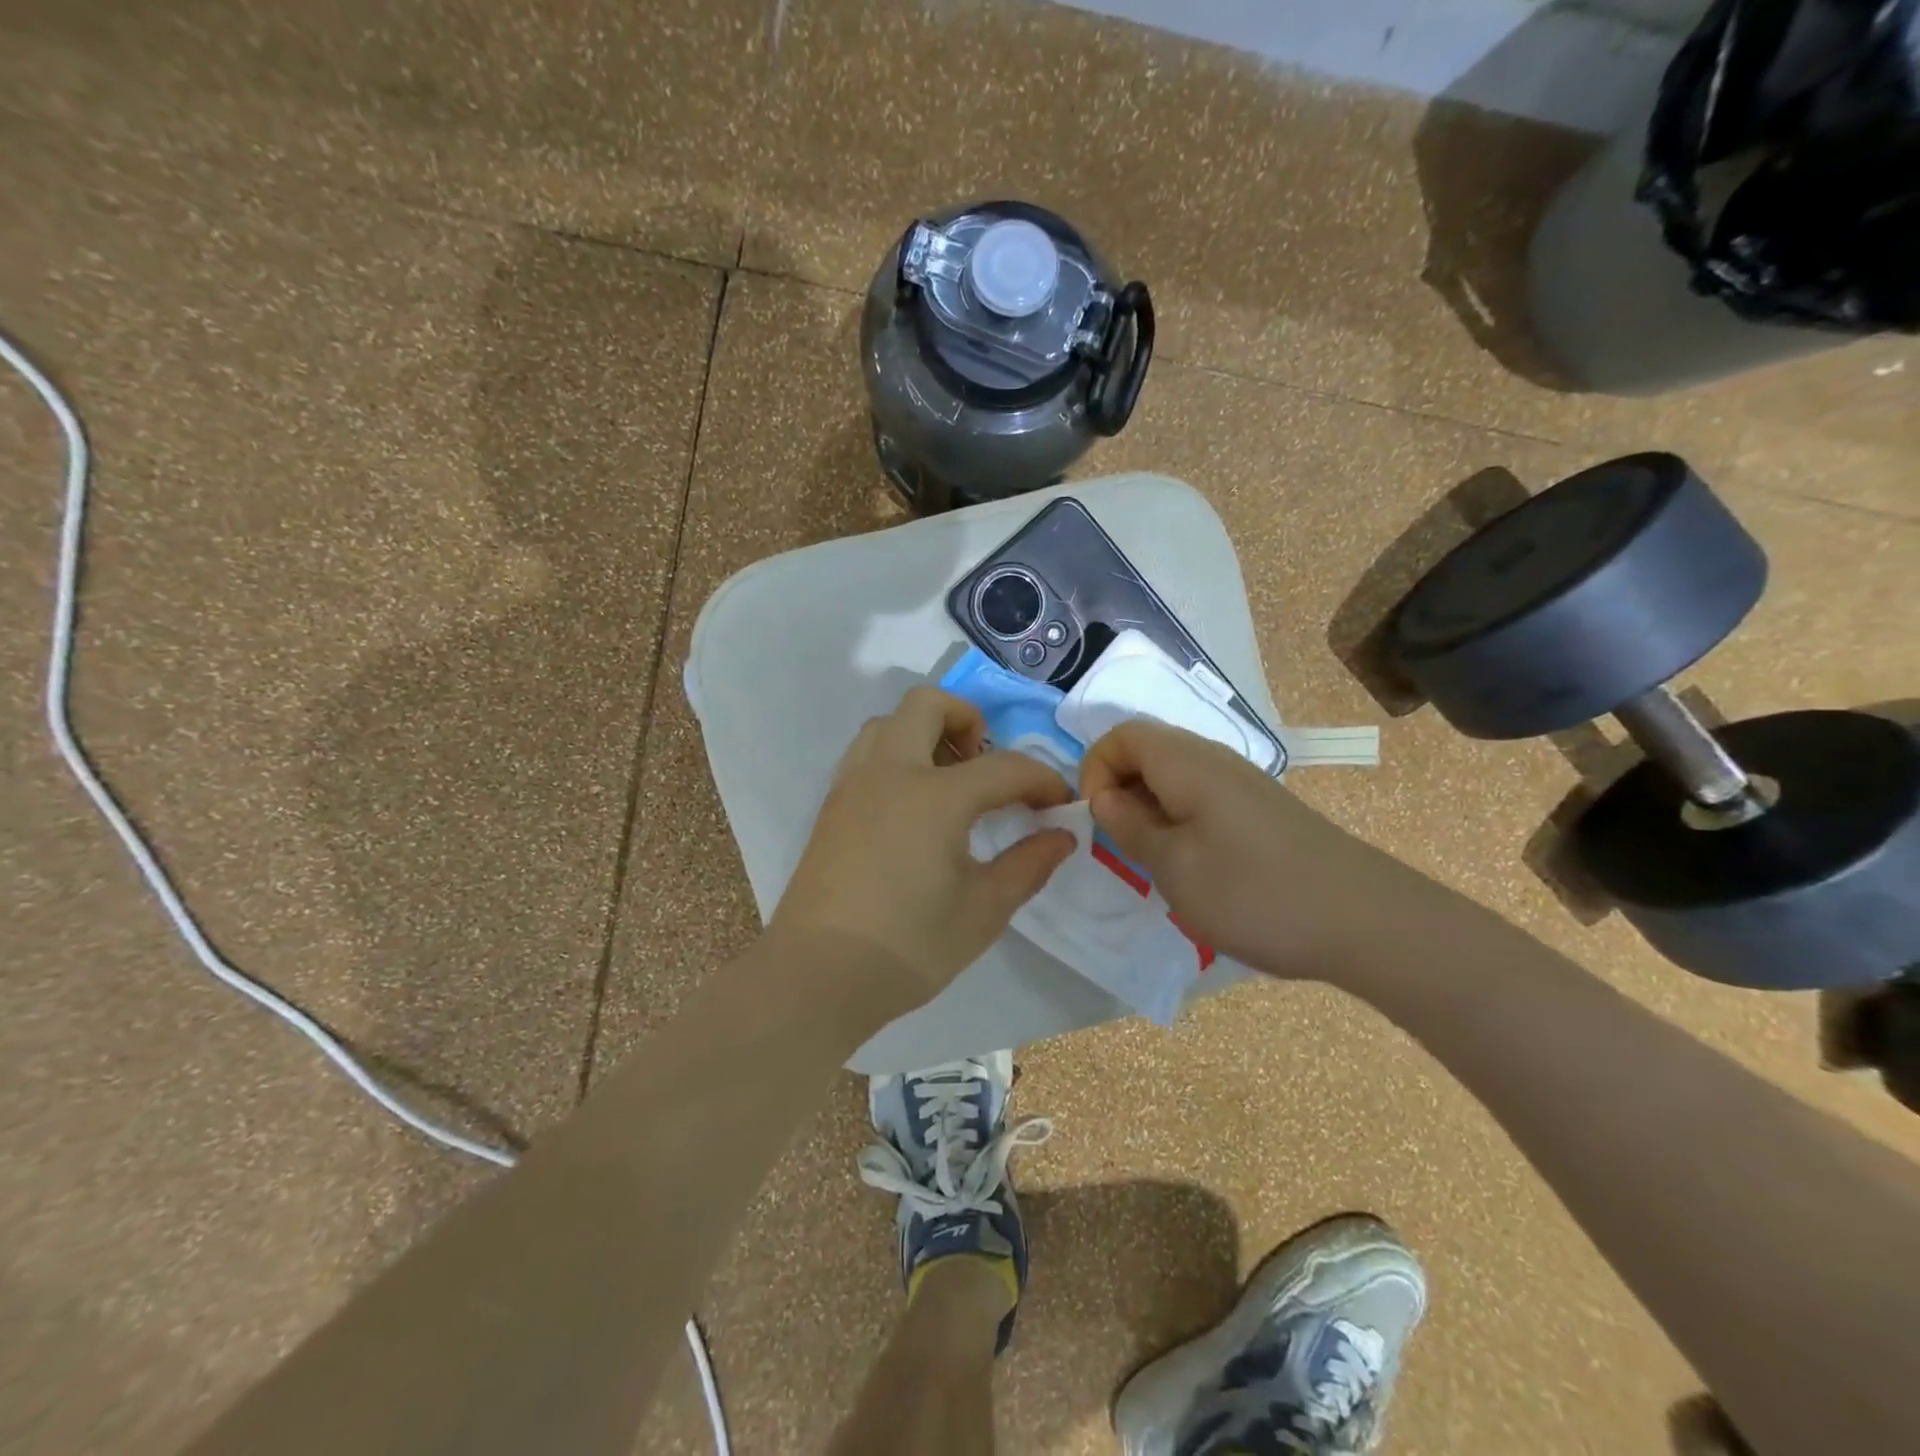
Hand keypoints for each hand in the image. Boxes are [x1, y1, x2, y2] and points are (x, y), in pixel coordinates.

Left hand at [771, 686, 1075, 1019]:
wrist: (816, 977)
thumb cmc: (908, 946)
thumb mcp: (983, 911)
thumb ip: (1028, 865)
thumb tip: (1062, 836)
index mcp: (934, 795)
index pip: (1004, 766)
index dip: (1041, 780)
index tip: (1059, 804)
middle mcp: (890, 772)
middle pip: (928, 706)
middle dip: (968, 720)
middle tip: (987, 765)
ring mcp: (852, 785)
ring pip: (888, 724)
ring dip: (925, 733)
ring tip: (949, 783)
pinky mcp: (831, 806)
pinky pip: (866, 754)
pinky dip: (896, 756)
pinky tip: (911, 807)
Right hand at [1078, 719, 1398, 978]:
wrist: (1365, 921)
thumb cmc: (1254, 892)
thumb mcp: (1173, 866)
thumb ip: (1128, 826)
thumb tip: (1103, 797)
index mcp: (1187, 762)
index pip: (1122, 734)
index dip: (1095, 768)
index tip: (1097, 818)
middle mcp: (1214, 759)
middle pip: (1147, 751)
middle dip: (1119, 790)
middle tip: (1121, 844)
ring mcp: (1243, 783)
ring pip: (1174, 777)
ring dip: (1149, 809)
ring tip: (1154, 859)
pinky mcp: (1261, 810)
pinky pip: (1201, 798)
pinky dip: (1179, 821)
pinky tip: (1195, 866)